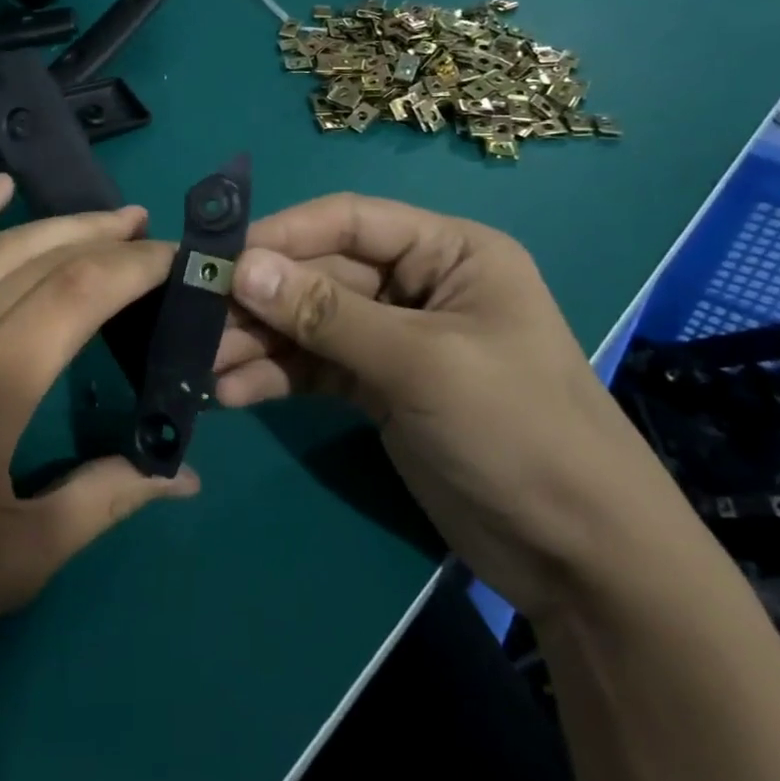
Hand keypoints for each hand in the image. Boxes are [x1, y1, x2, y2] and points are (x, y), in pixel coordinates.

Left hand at [0, 176, 198, 719]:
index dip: (140, 267)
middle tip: (157, 234)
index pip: (85, 290)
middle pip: (47, 258)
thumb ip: (110, 499)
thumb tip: (185, 477)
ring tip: (109, 217)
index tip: (183, 260)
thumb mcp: (24, 556)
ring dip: (57, 224)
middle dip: (109, 239)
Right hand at [213, 194, 699, 618]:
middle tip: (197, 322)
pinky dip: (277, 377)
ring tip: (204, 368)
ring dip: (259, 342)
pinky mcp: (379, 388)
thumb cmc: (518, 431)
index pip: (349, 221)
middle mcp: (418, 284)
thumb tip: (241, 269)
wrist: (582, 559)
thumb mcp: (421, 365)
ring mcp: (396, 338)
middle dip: (262, 300)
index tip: (221, 258)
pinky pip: (316, 368)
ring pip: (311, 323)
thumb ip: (327, 315)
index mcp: (448, 252)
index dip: (283, 234)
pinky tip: (233, 394)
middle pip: (321, 274)